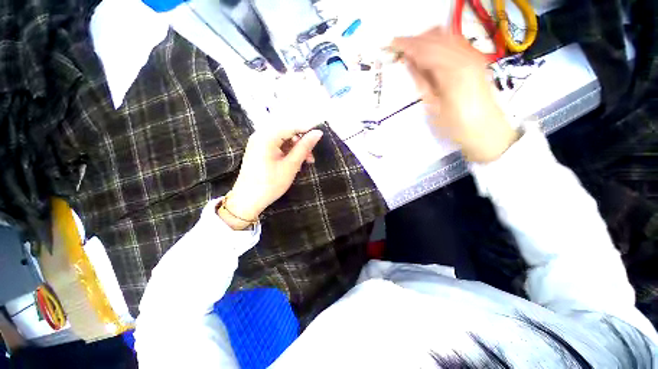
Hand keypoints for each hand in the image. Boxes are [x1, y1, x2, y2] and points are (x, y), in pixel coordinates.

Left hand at [218, 124, 323, 229]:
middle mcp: (261, 135)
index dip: (307, 130)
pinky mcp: (260, 151)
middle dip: (302, 142)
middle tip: (311, 157)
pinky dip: (289, 153)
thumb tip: (318, 133)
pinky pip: (278, 146)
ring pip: (284, 140)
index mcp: (266, 137)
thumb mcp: (291, 165)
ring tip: (306, 162)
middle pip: (287, 132)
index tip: (321, 135)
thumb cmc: (271, 183)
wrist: (248, 200)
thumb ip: (304, 147)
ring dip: (297, 149)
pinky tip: (295, 163)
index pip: (291, 126)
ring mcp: (259, 143)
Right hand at [391, 27, 518, 162]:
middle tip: (399, 47)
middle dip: (415, 40)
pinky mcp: (477, 58)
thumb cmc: (455, 124)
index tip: (393, 44)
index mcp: (452, 71)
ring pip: (446, 36)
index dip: (408, 44)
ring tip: (412, 50)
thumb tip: (409, 62)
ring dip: (427, 39)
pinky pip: (455, 42)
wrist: (485, 128)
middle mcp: (465, 56)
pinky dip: (439, 43)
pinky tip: (429, 52)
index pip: (425, 48)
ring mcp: (474, 55)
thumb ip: (421, 80)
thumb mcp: (432, 106)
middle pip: (436, 37)